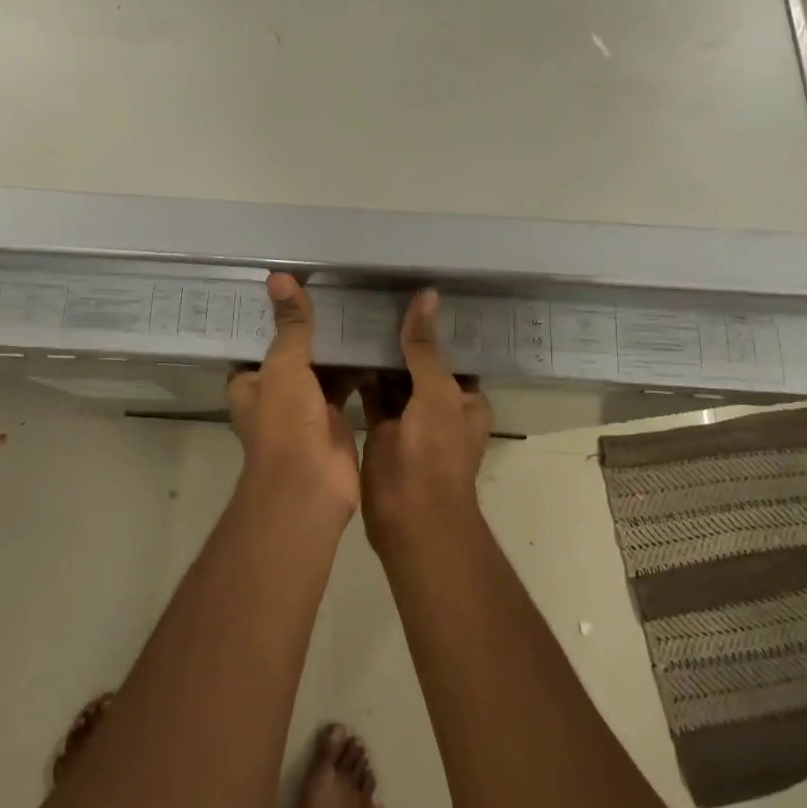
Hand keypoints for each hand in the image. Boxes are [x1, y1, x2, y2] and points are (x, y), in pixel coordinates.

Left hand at [225, 275, 360, 517]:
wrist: (311, 487)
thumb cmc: (286, 424)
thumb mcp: (284, 366)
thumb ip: (290, 325)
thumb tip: (279, 277)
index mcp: (249, 382)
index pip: (258, 340)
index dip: (272, 316)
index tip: (292, 284)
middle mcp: (274, 394)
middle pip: (293, 352)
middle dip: (311, 329)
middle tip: (336, 289)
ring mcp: (305, 408)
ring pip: (321, 369)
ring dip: (336, 348)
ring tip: (358, 307)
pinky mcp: (334, 420)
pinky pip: (346, 386)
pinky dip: (358, 369)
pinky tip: (376, 342)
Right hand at [360, 289, 492, 548]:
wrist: (410, 518)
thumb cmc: (435, 453)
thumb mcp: (436, 392)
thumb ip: (425, 346)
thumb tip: (426, 296)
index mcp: (464, 397)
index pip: (450, 351)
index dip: (433, 325)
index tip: (410, 290)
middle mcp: (439, 404)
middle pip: (419, 361)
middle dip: (401, 335)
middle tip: (373, 294)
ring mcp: (409, 418)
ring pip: (394, 376)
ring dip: (379, 353)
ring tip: (354, 311)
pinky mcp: (381, 429)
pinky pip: (372, 393)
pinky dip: (360, 374)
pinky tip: (342, 347)